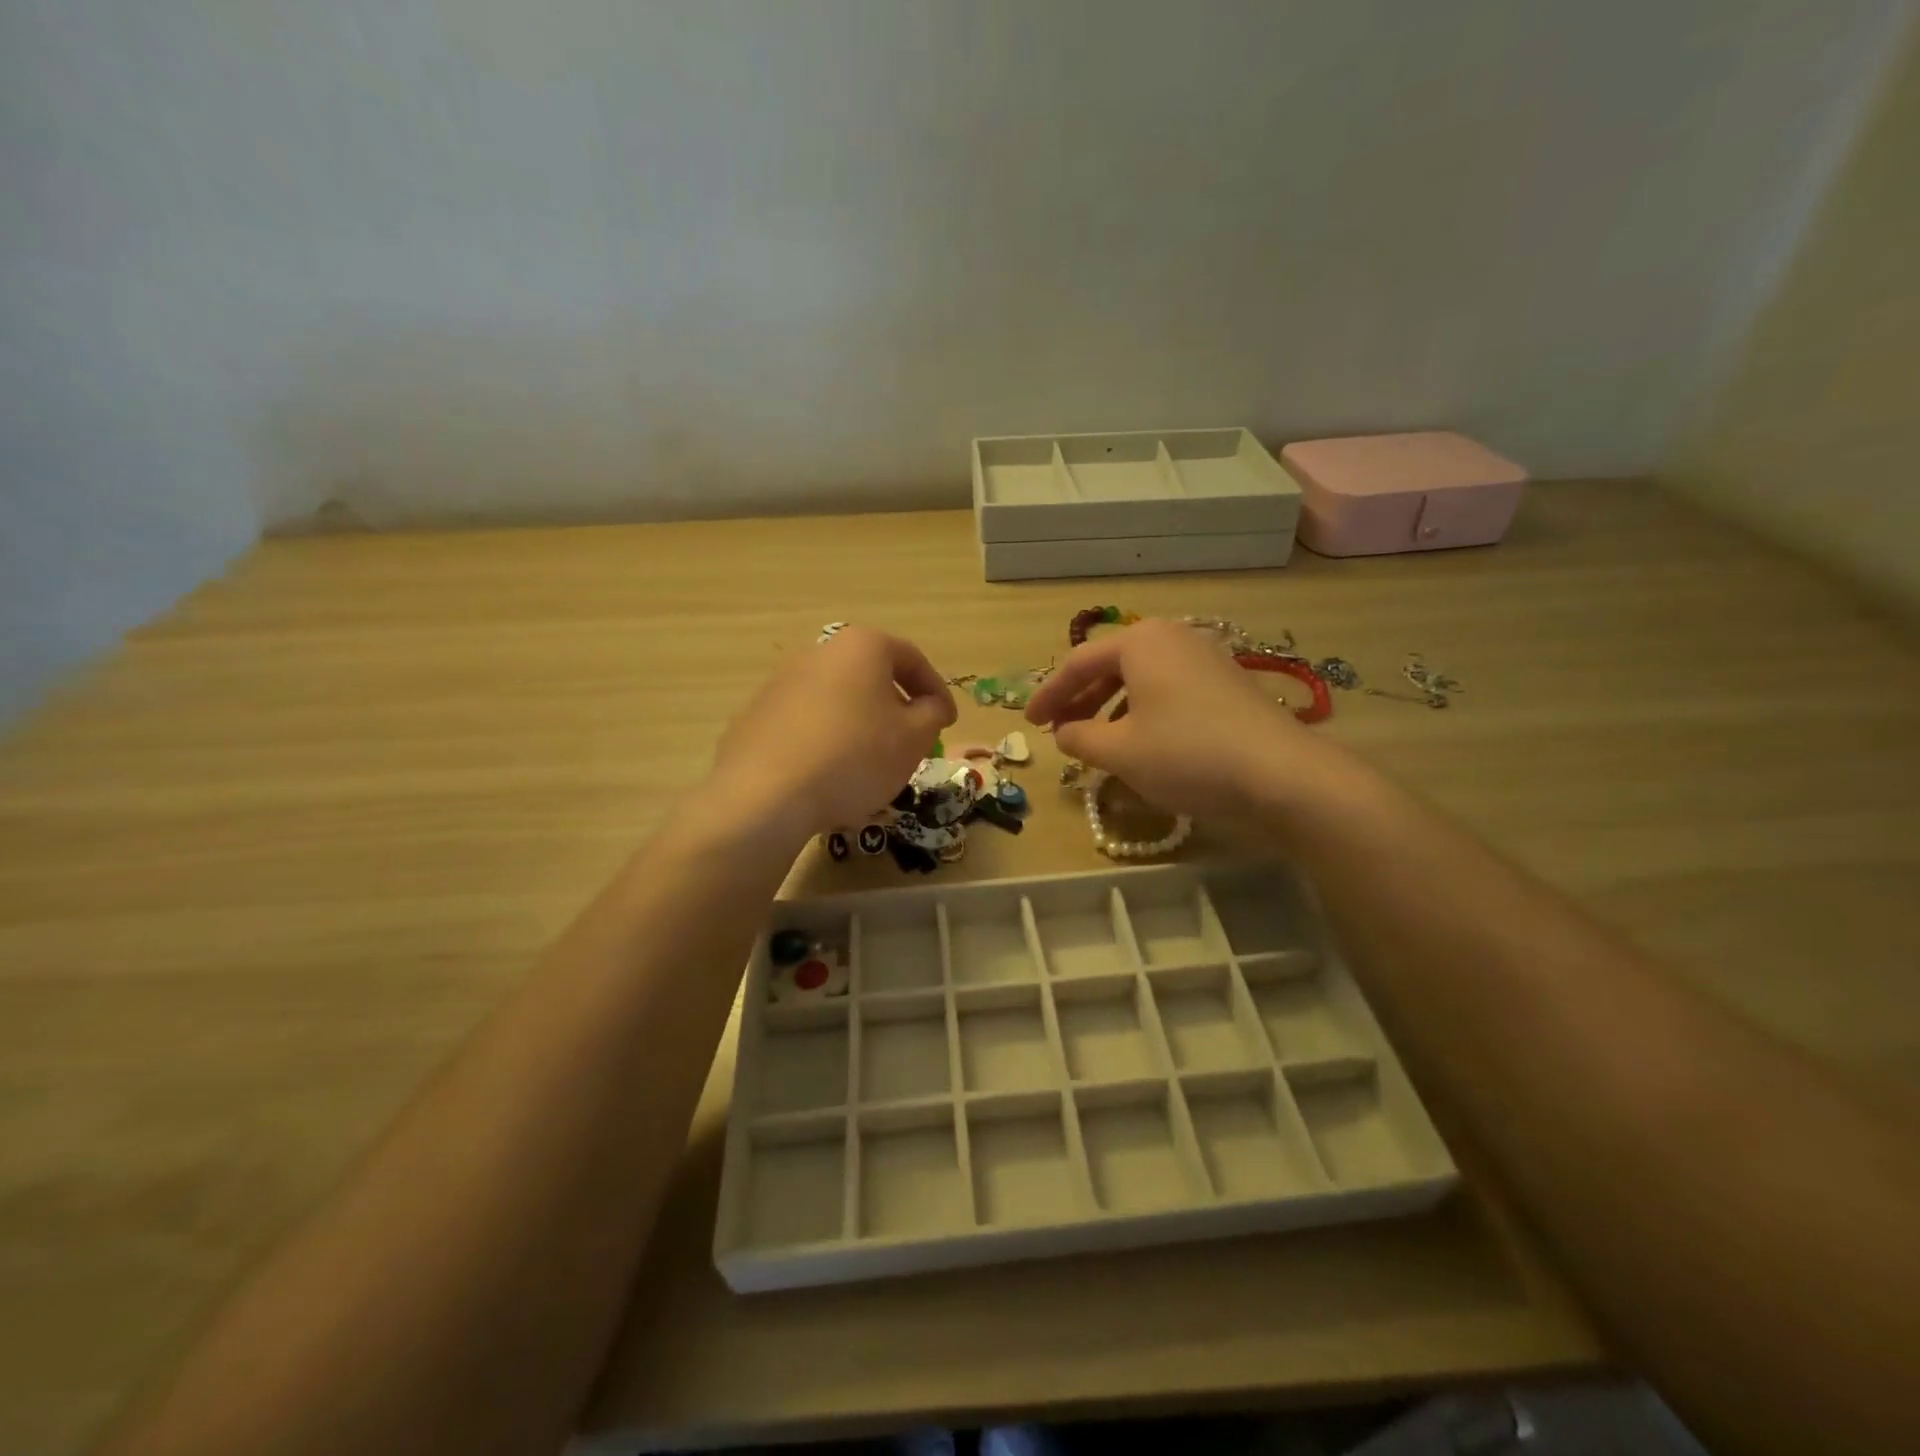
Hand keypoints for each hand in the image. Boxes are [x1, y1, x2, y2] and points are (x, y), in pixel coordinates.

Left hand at [707, 625, 956, 843]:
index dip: (937, 691)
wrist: (767, 794)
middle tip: (912, 739)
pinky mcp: (756, 714)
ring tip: (871, 762)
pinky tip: (830, 773)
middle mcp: (819, 652)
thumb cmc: (855, 757)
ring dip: (860, 723)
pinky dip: (825, 739)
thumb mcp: (913, 738)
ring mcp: (781, 682)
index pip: (912, 659)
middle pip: (871, 675)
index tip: (948, 722)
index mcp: (861, 646)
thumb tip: (930, 705)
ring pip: (837, 699)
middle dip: (896, 705)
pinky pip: (805, 722)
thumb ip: (932, 713)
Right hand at [1025, 618, 1328, 824]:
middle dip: (1079, 699)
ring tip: (1095, 738)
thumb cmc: (1186, 754)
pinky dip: (1143, 711)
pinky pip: (1169, 690)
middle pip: (1111, 665)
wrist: (1280, 774)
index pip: (1078, 663)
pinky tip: (1141, 741)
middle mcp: (1173, 637)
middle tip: (1057, 729)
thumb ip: (1080, 738)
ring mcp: (1205, 657)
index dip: (1048, 695)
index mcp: (1140, 641)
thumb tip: (1064, 732)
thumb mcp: (1119, 751)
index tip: (1029, 723)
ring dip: (1110, 706)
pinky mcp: (1227, 684)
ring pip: (1141, 678)